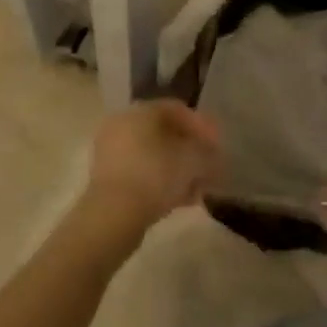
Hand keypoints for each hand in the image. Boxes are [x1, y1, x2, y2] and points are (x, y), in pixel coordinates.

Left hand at [82, 100, 223, 235]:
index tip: (218, 147)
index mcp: (142, 110)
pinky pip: (142, 173)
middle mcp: (124, 124)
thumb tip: (215, 155)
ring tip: (199, 189)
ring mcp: (112, 152)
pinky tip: (182, 201)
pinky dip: (162, 182)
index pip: (178, 110)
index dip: (203, 126)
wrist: (113, 216)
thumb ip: (208, 153)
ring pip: (154, 156)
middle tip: (209, 168)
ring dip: (179, 170)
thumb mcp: (193, 160)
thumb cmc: (156, 175)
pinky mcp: (108, 179)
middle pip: (166, 134)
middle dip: (191, 151)